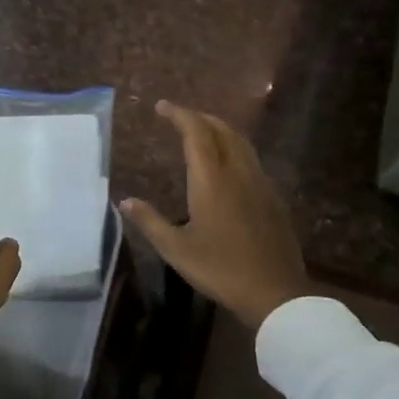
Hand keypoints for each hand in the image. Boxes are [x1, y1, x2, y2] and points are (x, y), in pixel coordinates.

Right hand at [121, 101, 308, 328]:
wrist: (274, 291)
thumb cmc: (220, 269)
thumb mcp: (176, 250)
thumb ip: (150, 222)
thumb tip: (124, 202)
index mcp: (211, 180)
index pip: (196, 132)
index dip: (179, 114)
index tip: (162, 106)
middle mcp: (238, 172)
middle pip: (222, 130)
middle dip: (200, 118)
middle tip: (180, 116)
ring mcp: (260, 184)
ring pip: (241, 143)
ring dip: (220, 130)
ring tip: (202, 133)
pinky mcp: (273, 198)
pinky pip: (252, 160)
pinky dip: (234, 150)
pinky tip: (227, 167)